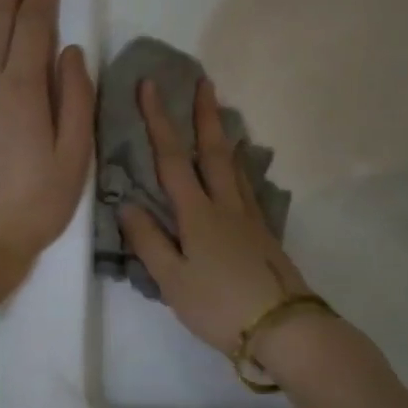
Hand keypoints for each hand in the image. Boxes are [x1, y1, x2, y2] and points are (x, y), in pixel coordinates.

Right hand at [119, 76, 310, 356]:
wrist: (282, 326)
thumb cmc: (219, 306)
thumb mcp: (172, 280)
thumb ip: (148, 241)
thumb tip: (125, 204)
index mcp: (198, 215)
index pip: (173, 159)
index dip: (159, 121)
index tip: (150, 86)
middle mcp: (226, 206)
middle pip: (214, 151)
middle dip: (204, 115)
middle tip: (203, 81)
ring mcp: (250, 219)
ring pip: (236, 166)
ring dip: (225, 136)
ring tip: (221, 116)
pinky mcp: (265, 234)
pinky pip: (248, 188)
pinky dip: (240, 168)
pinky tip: (241, 172)